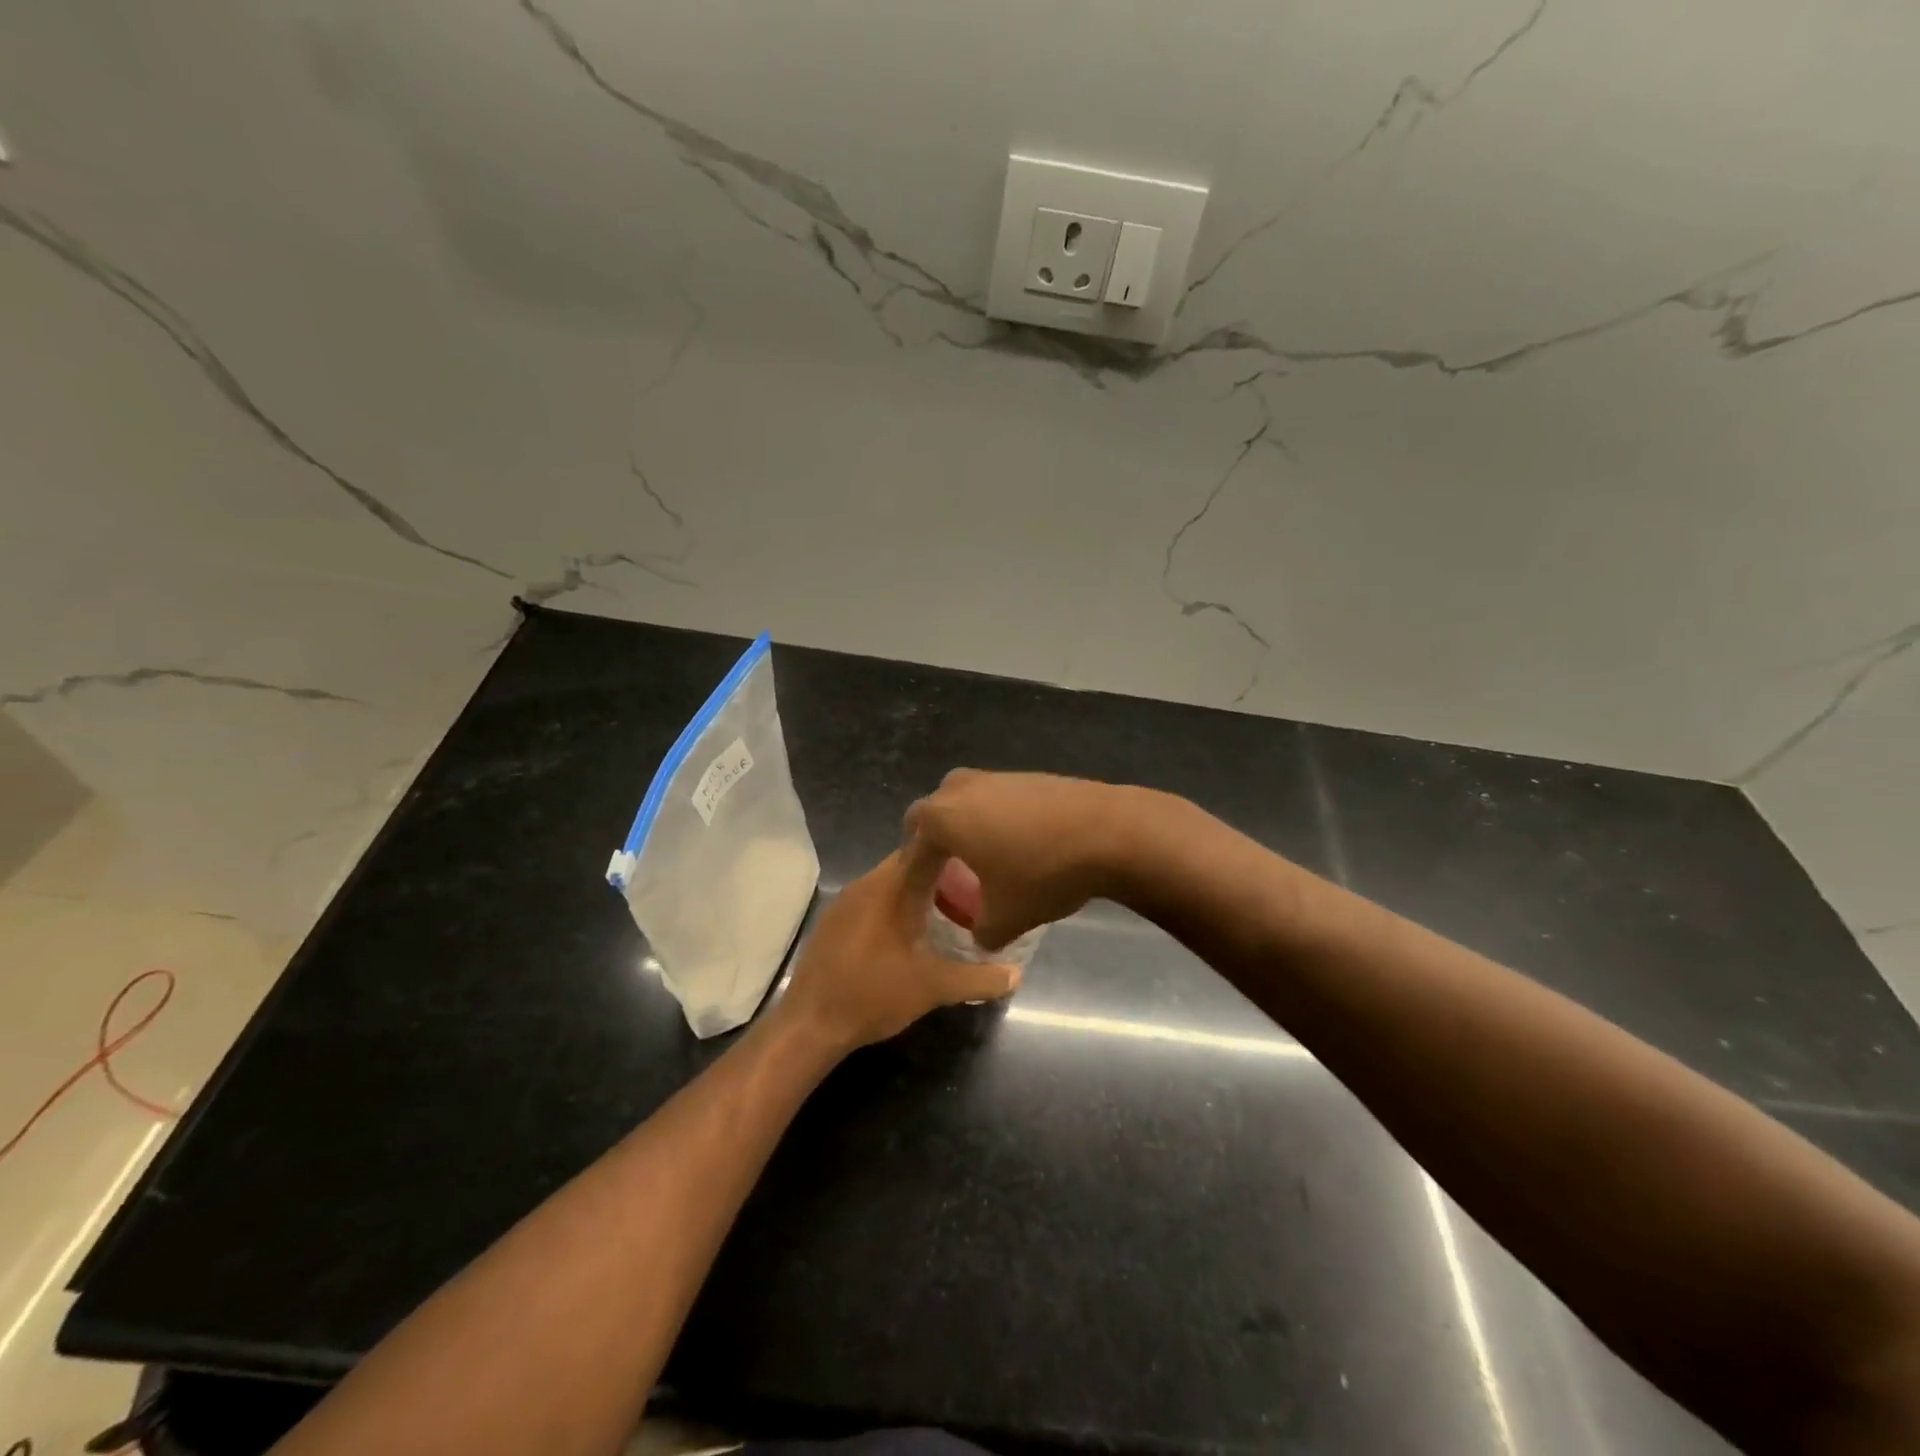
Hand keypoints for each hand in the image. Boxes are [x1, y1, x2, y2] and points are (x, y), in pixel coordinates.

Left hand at [776, 846, 1019, 1052]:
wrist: (810, 1023)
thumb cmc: (875, 994)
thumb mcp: (934, 987)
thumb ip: (979, 978)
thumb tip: (1017, 974)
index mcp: (892, 886)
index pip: (926, 845)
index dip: (955, 845)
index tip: (981, 853)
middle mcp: (866, 883)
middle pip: (909, 861)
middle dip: (940, 871)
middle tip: (972, 888)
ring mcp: (845, 901)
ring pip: (889, 881)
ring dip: (916, 889)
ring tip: (947, 909)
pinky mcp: (833, 920)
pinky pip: (871, 898)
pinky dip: (893, 905)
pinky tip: (907, 931)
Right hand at [903, 770, 1132, 950]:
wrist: (1109, 831)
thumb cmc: (1042, 873)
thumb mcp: (1005, 919)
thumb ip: (981, 933)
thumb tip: (981, 938)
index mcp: (943, 817)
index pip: (913, 843)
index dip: (915, 871)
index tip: (922, 893)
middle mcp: (963, 788)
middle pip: (935, 811)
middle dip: (934, 838)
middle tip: (944, 868)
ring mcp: (998, 776)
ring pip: (967, 799)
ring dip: (967, 824)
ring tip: (982, 855)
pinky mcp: (1030, 775)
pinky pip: (998, 797)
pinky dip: (998, 817)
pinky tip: (1020, 842)